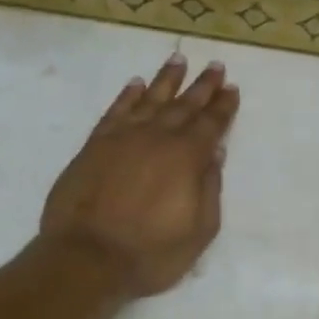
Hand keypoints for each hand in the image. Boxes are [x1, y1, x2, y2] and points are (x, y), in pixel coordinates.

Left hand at [40, 53, 238, 298]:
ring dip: (166, 80)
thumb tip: (215, 152)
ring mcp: (122, 138)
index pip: (210, 124)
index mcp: (186, 158)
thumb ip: (210, 188)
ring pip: (149, 99)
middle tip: (215, 66)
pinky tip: (136, 84)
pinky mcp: (94, 146)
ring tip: (178, 60)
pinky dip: (128, 95)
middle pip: (183, 106)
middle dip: (202, 86)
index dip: (223, 106)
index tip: (232, 88)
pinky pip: (115, 111)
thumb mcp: (199, 231)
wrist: (87, 258)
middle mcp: (156, 138)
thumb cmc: (151, 253)